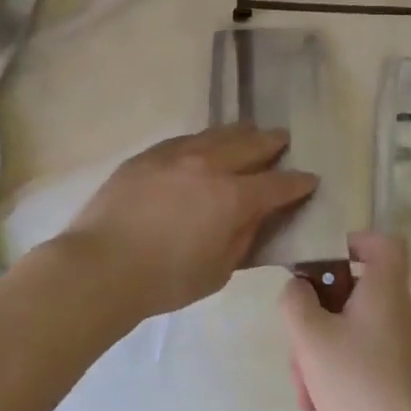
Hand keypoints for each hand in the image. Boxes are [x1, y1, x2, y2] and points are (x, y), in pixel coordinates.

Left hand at [61, 126, 316, 320]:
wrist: (100, 266)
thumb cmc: (165, 280)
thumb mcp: (218, 271)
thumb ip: (242, 238)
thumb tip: (255, 217)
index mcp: (233, 197)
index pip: (277, 184)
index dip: (298, 182)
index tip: (310, 180)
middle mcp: (210, 165)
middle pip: (251, 145)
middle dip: (272, 143)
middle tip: (284, 140)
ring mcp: (177, 154)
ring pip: (218, 134)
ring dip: (240, 133)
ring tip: (250, 131)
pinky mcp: (149, 155)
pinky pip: (187, 138)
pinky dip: (205, 139)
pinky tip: (205, 142)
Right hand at [280, 231, 410, 410]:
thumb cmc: (358, 382)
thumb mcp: (311, 338)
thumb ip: (296, 302)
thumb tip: (298, 286)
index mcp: (384, 288)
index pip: (382, 243)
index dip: (355, 241)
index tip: (324, 260)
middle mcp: (396, 309)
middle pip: (353, 291)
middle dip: (317, 315)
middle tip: (298, 342)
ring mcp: (399, 344)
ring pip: (350, 329)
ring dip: (320, 350)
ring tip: (303, 389)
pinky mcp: (397, 374)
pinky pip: (360, 356)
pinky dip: (336, 370)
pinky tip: (318, 404)